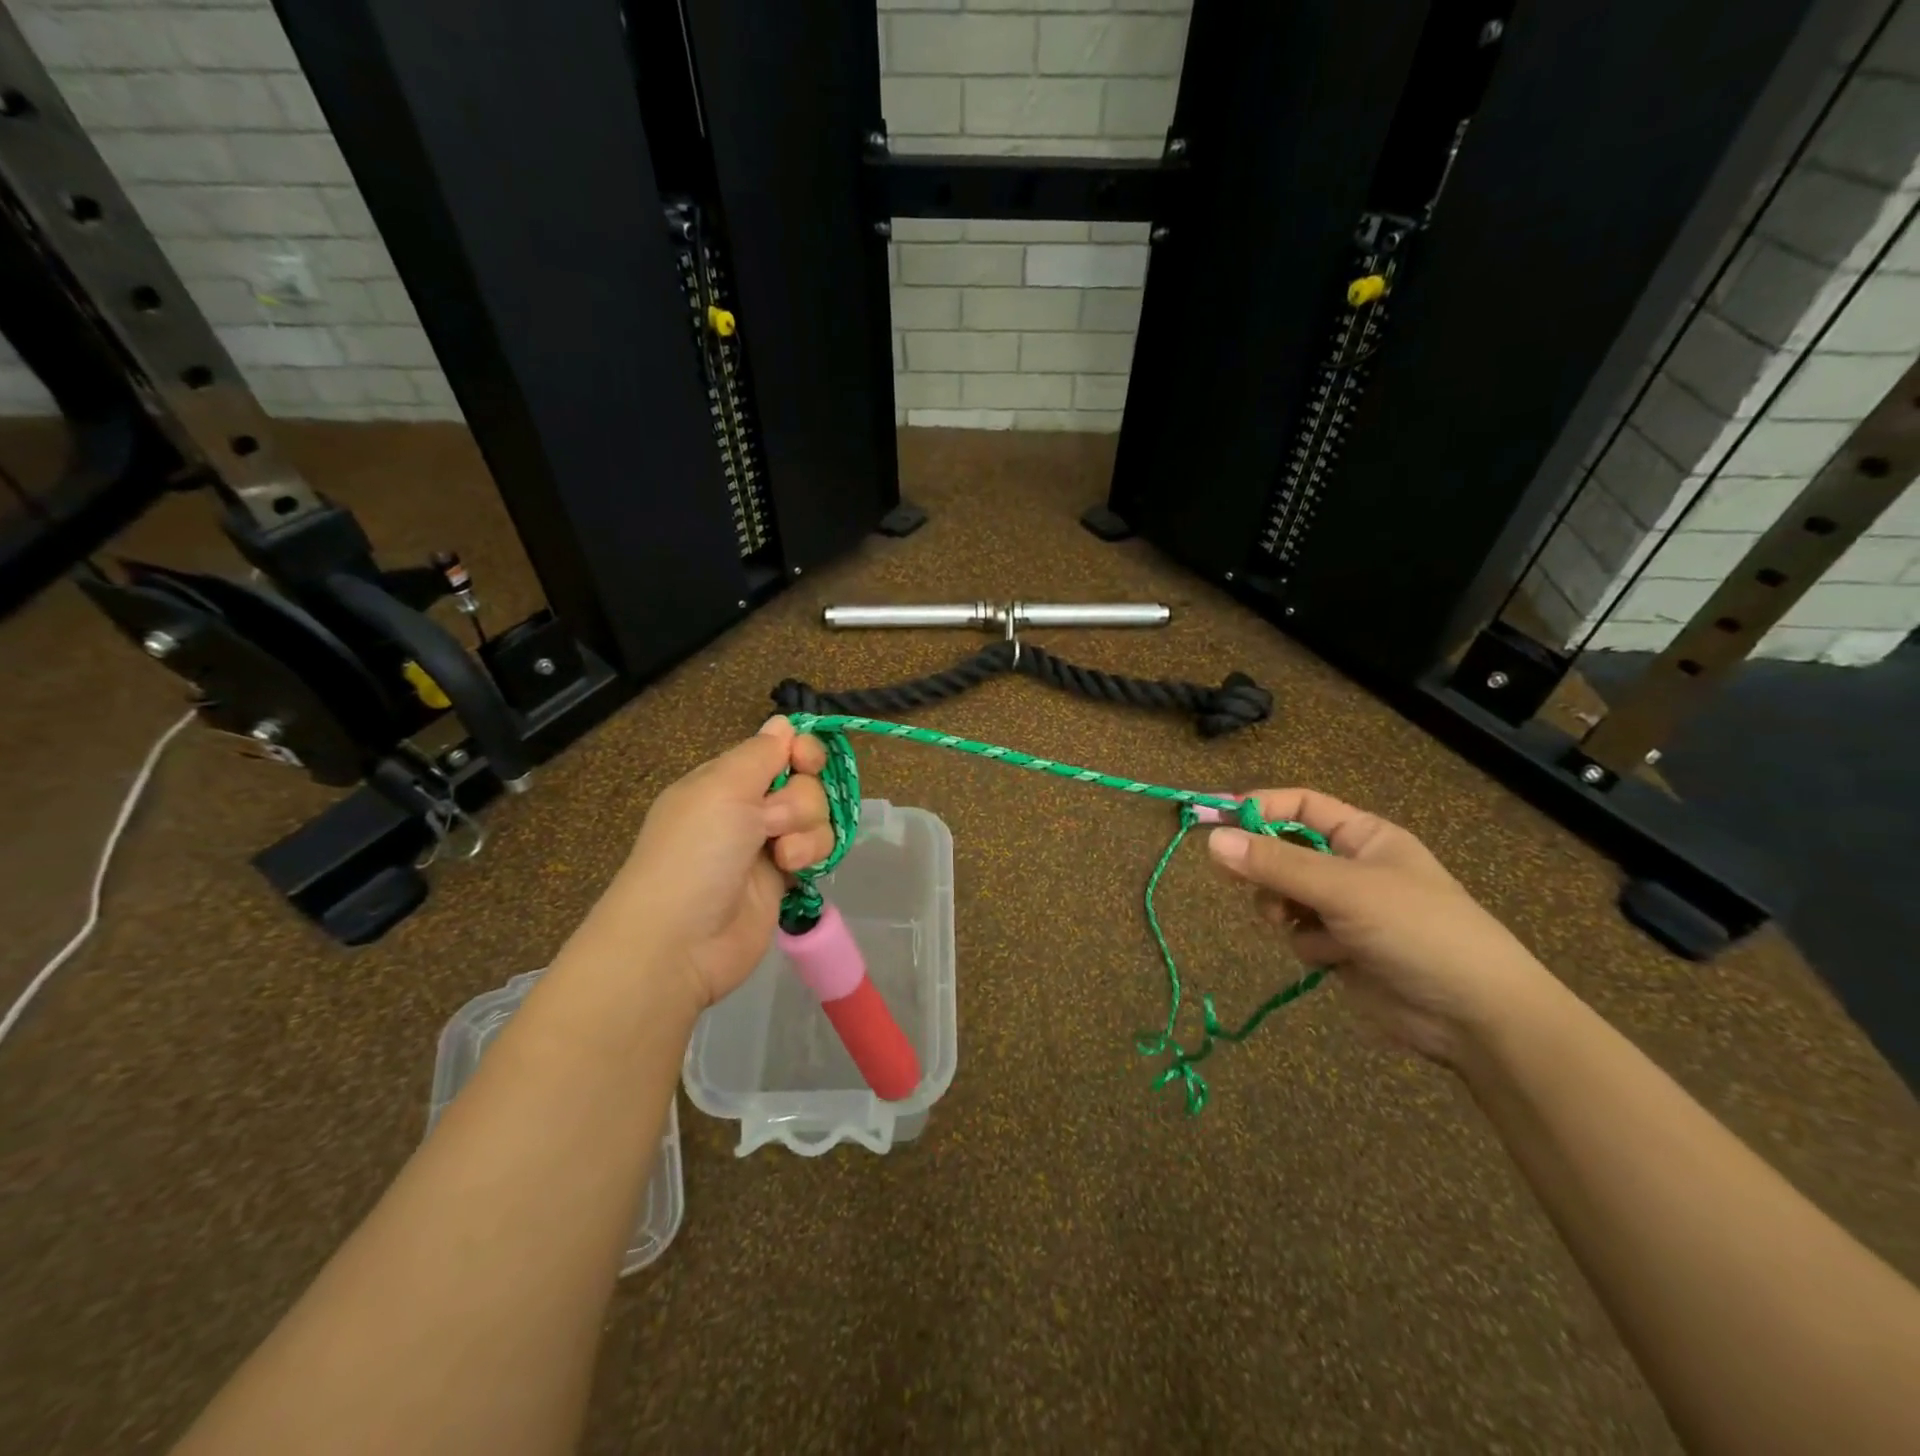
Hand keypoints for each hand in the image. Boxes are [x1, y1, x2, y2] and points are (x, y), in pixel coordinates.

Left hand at [573, 717, 832, 1013]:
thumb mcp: (722, 789)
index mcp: (725, 780)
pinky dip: (810, 854)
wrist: (681, 941)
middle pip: (805, 782)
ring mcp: (767, 844)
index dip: (801, 751)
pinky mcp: (784, 878)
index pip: (778, 748)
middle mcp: (747, 807)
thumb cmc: (695, 854)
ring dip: (806, 830)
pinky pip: (817, 849)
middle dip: (799, 799)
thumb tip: (782, 722)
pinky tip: (792, 870)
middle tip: (770, 822)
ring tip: (781, 855)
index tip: (807, 761)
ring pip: (817, 816)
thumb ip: (760, 753)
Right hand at [1207, 789, 1554, 1063]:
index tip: (1213, 817)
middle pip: (1283, 851)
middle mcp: (1351, 867)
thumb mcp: (1344, 889)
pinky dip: (1307, 945)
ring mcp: (1346, 910)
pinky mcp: (1341, 950)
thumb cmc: (1417, 930)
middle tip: (1231, 874)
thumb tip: (1211, 840)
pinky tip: (1331, 958)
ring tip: (1295, 923)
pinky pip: (1299, 934)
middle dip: (1264, 866)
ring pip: (1284, 896)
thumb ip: (1276, 865)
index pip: (1300, 806)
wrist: (1476, 1017)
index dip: (1258, 807)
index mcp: (1363, 836)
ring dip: (1283, 909)